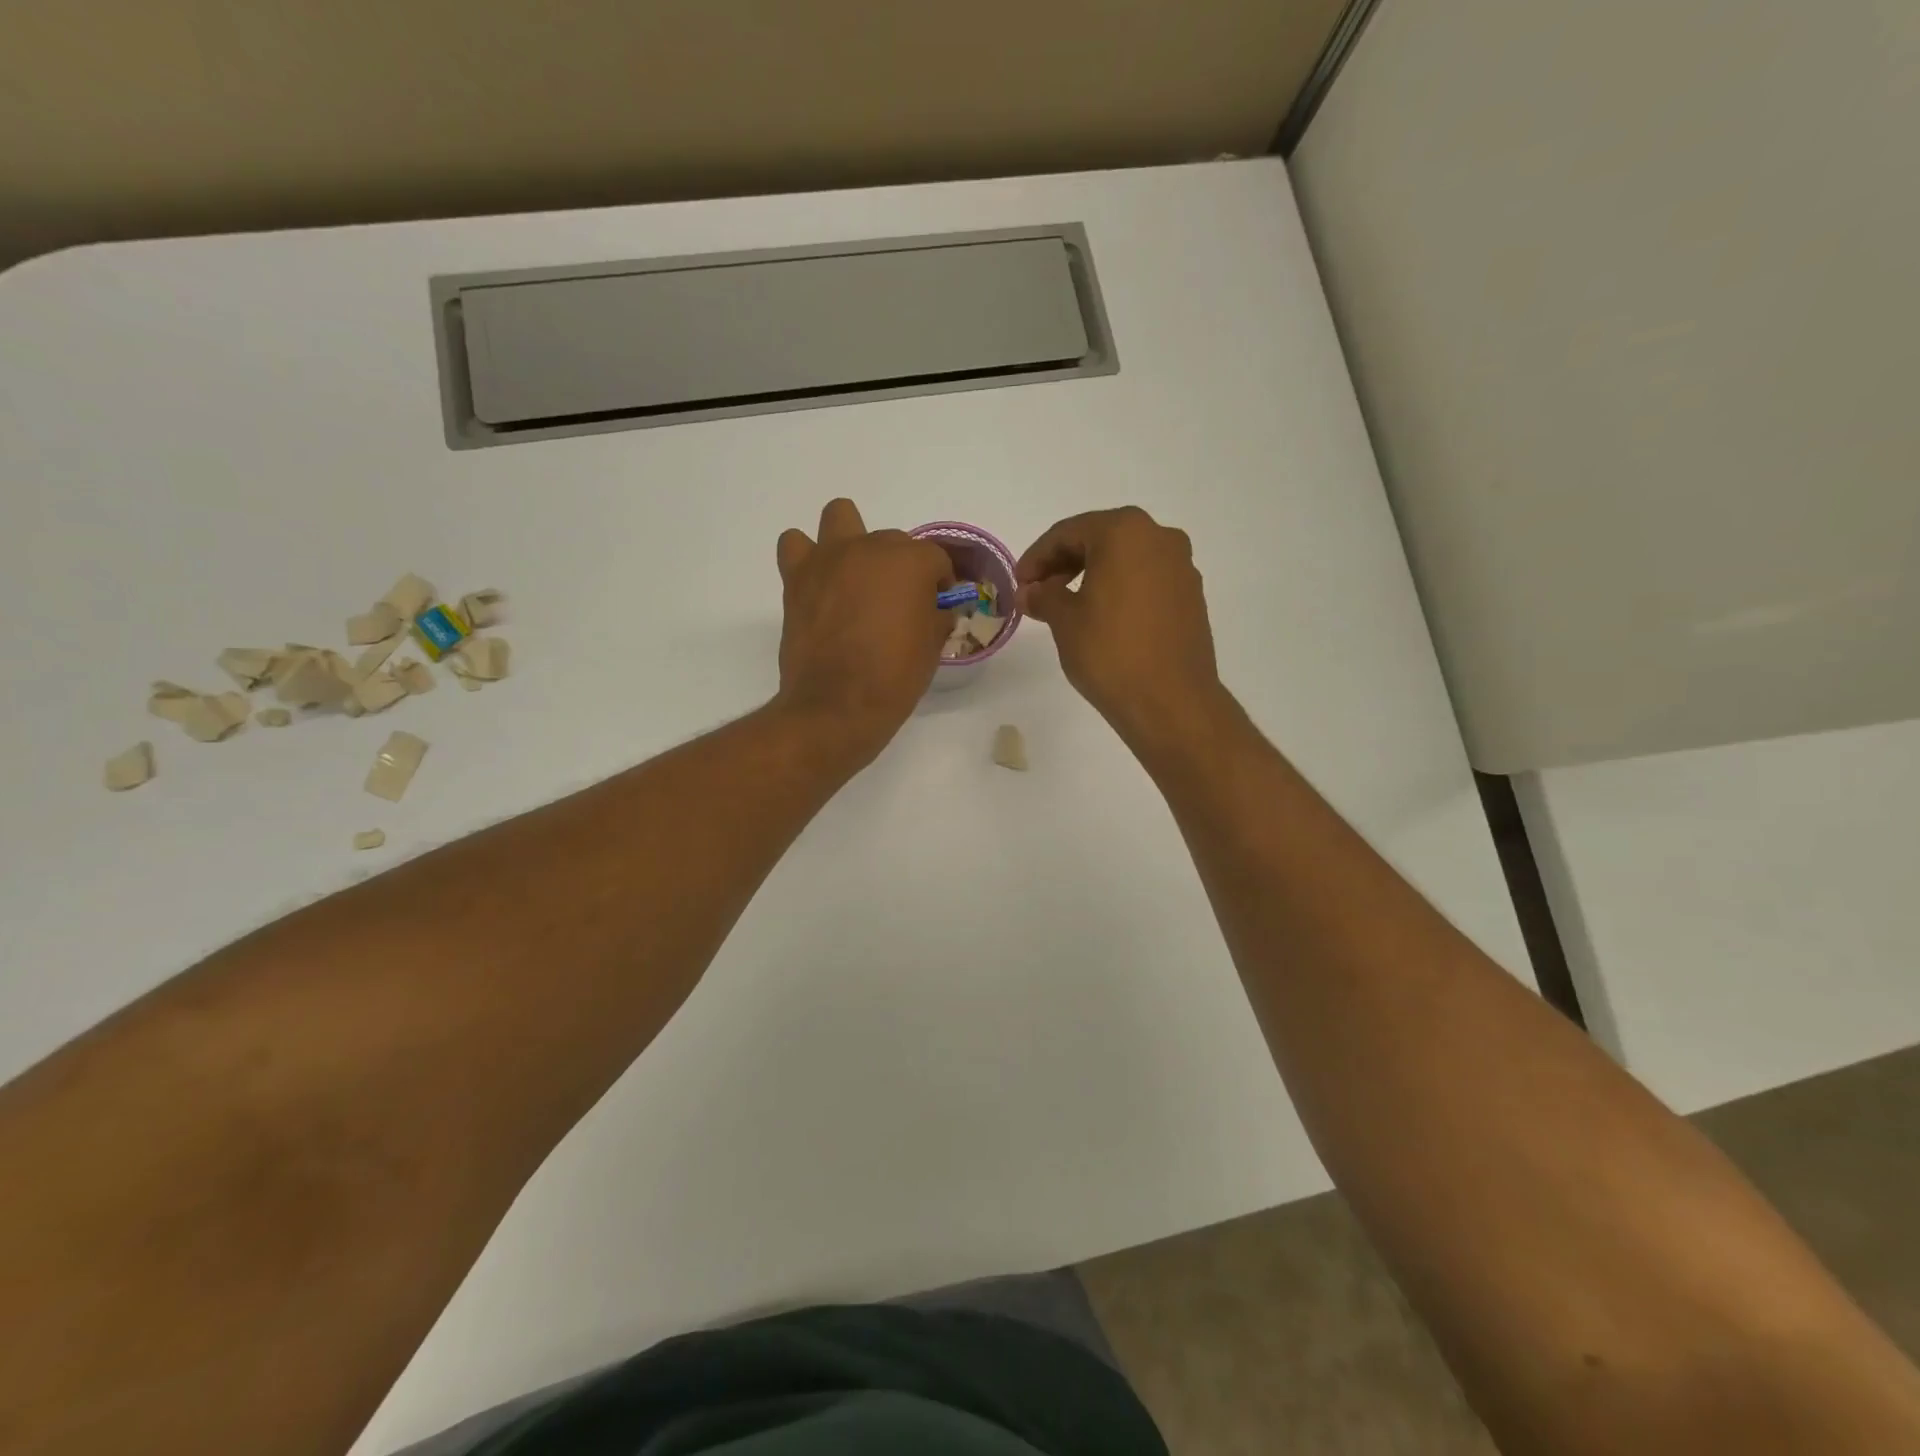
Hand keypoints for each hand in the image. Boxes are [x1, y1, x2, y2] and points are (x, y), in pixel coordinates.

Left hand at [775, 498, 953, 764]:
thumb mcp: (932, 647)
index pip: (935, 559)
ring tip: (853, 575)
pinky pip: (795, 545)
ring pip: (840, 516)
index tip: (937, 606)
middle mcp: (870, 548)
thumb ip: (935, 615)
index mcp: (911, 562)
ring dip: (850, 539)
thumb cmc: (894, 678)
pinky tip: (818, 584)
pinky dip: (807, 558)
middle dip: (899, 567)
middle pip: (893, 541)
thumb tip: (933, 608)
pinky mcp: (796, 577)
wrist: (837, 705)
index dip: (939, 583)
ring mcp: (829, 558)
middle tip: (896, 604)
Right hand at [1017, 507, 1226, 751]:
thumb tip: (1030, 591)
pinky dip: (1119, 590)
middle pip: (1100, 540)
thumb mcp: (1064, 621)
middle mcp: (1160, 538)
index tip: (1019, 583)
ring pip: (1125, 560)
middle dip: (1064, 564)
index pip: (1068, 532)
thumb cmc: (1110, 652)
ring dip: (1092, 577)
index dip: (1037, 557)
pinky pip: (1146, 581)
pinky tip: (1101, 619)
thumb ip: (1044, 596)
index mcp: (1125, 532)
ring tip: (1066, 608)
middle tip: (1038, 593)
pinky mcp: (1191, 597)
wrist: (1170, 701)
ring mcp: (1181, 567)